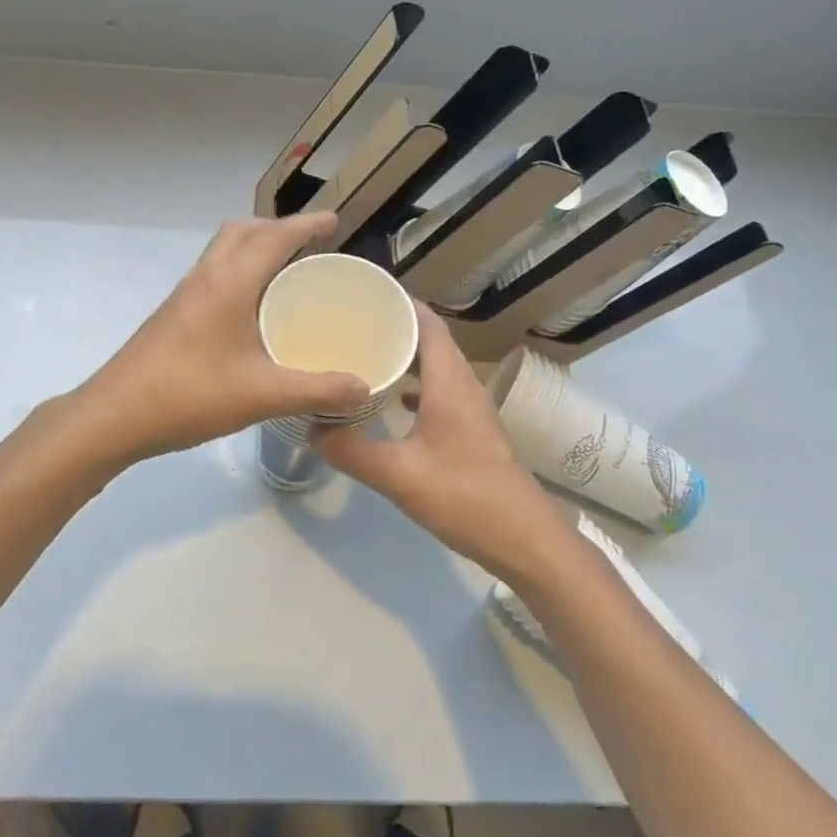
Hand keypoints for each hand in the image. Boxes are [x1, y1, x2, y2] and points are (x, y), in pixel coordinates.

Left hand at [76, 212, 370, 464]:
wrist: (114, 416)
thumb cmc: (190, 395)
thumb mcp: (263, 395)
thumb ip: (318, 391)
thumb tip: (365, 388)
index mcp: (229, 282)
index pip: (274, 237)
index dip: (306, 225)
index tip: (334, 221)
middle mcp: (205, 278)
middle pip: (241, 231)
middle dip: (276, 228)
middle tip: (308, 244)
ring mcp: (184, 296)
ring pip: (222, 252)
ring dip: (253, 248)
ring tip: (285, 272)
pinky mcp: (172, 315)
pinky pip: (212, 275)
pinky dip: (238, 273)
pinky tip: (251, 312)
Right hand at [315, 307, 573, 580]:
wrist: (525, 540)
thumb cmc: (465, 497)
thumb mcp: (399, 475)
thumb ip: (352, 451)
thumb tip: (311, 429)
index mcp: (449, 382)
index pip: (428, 323)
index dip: (400, 302)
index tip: (363, 295)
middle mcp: (463, 386)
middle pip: (430, 341)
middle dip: (395, 327)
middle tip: (351, 325)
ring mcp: (471, 409)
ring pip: (436, 367)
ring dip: (405, 357)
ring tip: (364, 356)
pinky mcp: (472, 431)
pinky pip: (439, 392)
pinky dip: (414, 386)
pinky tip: (389, 403)